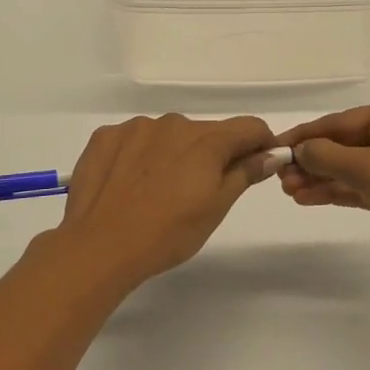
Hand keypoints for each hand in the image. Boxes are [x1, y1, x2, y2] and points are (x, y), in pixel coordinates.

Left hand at [40, 114, 275, 292]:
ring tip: (158, 191)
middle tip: (198, 192)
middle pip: (206, 132)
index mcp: (205, 140)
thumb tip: (271, 154)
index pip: (248, 127)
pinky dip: (139, 155)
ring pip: (168, 134)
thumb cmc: (167, 234)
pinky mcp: (106, 136)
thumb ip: (244, 174)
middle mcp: (173, 123)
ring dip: (173, 153)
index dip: (260, 144)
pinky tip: (130, 184)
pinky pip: (134, 139)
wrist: (99, 247)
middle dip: (211, 154)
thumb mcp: (216, 209)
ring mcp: (136, 127)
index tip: (257, 164)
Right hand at [276, 99, 369, 280]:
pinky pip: (361, 187)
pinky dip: (337, 191)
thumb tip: (299, 150)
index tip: (274, 148)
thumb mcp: (368, 168)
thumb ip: (327, 157)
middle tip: (279, 178)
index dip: (305, 136)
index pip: (339, 122)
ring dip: (320, 178)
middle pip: (344, 144)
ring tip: (288, 191)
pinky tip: (309, 199)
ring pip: (350, 168)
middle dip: (311, 161)